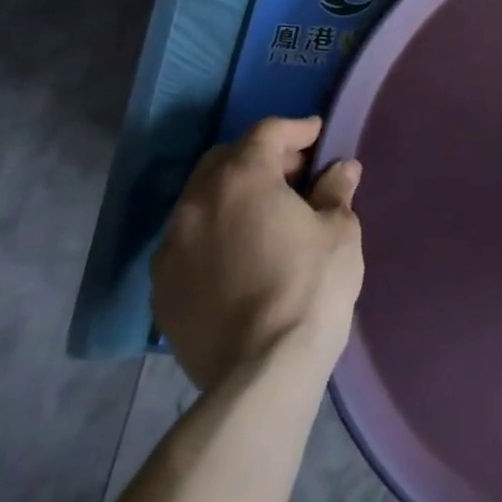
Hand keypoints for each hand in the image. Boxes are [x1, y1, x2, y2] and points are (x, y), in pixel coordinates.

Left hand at [152, 117, 363, 391]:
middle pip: (224, 160)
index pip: (266, 132)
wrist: (262, 372)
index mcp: (241, 179)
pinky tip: (240, 255)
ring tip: (266, 216)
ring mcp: (170, 250)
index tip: (319, 137)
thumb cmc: (311, 285)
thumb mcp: (339, 230)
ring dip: (233, 196)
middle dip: (260, 158)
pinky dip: (213, 234)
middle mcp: (195, 204)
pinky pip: (187, 243)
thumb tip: (340, 169)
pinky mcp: (161, 291)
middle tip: (295, 176)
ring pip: (200, 201)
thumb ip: (335, 191)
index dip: (297, 130)